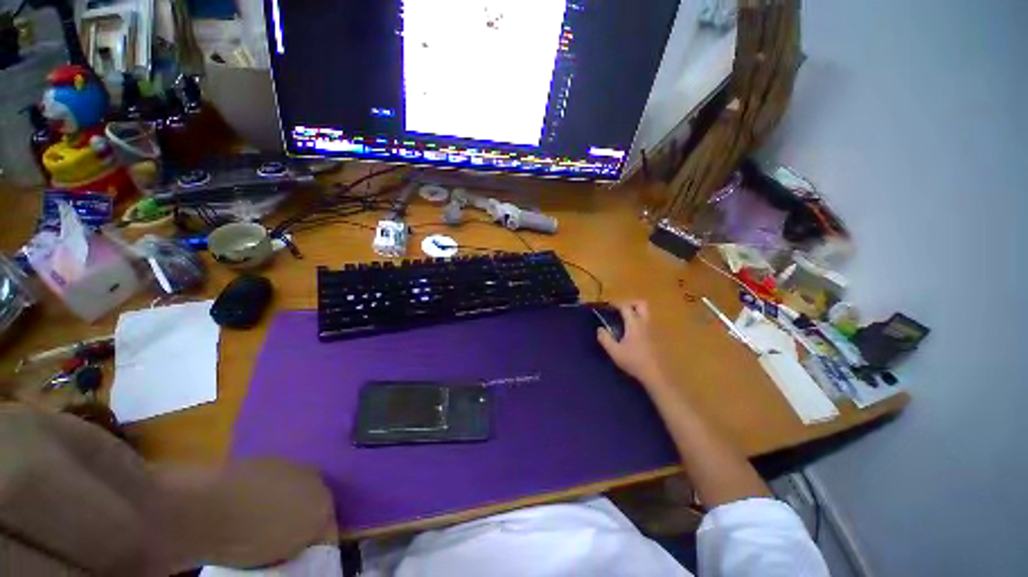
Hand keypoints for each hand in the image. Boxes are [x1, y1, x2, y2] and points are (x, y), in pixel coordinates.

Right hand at [596, 301, 667, 386]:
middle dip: (630, 303)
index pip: (625, 307)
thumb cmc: (634, 361)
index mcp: (634, 324)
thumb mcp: (614, 351)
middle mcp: (645, 323)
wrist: (655, 374)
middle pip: (641, 304)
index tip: (608, 306)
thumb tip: (599, 328)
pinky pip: (647, 322)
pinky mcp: (656, 337)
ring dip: (636, 312)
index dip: (616, 304)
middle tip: (620, 310)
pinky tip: (632, 333)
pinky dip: (639, 321)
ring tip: (624, 321)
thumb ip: (605, 338)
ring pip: (646, 313)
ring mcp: (652, 330)